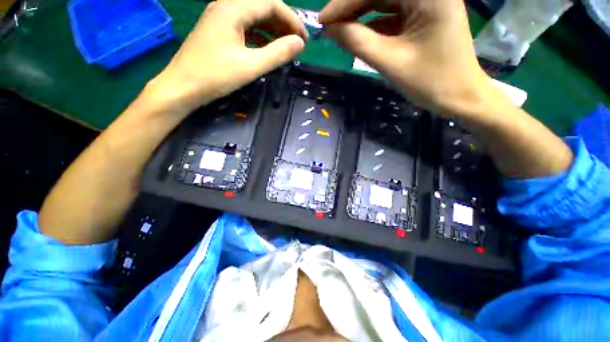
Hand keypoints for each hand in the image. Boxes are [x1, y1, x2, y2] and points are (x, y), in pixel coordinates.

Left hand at [150, 0, 308, 113]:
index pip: (271, 3)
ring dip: (272, 29)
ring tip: (285, 45)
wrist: (182, 87)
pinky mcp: (217, 30)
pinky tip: (266, 47)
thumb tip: (300, 43)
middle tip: (296, 43)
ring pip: (253, 16)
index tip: (304, 39)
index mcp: (233, 9)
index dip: (292, 20)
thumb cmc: (215, 76)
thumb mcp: (251, 66)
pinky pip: (244, 26)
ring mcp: (219, 17)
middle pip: (261, 6)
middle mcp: (225, 6)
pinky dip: (259, 35)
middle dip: (283, 23)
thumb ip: (278, 53)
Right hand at [320, 0, 490, 113]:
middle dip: (352, 8)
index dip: (344, 3)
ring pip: (384, 2)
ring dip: (360, 16)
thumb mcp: (390, 62)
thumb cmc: (430, 82)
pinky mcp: (424, 14)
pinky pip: (392, 13)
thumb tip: (331, 29)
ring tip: (340, 33)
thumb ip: (358, 42)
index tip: (323, 20)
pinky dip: (373, 24)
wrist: (459, 96)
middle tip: (329, 27)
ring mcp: (427, 1)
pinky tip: (359, 35)